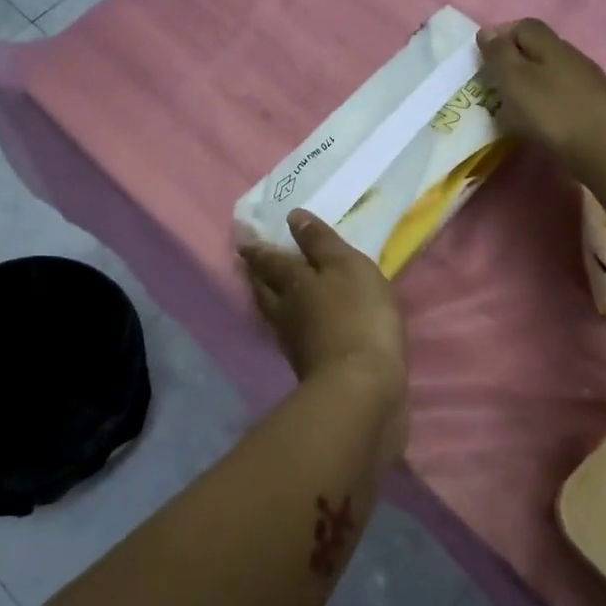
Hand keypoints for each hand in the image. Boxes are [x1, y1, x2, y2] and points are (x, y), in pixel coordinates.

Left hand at [240, 210, 407, 404]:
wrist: (362, 388)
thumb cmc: (357, 316)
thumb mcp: (346, 267)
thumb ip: (320, 243)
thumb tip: (293, 217)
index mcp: (294, 282)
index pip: (270, 260)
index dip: (257, 248)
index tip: (243, 238)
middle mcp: (286, 311)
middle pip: (265, 288)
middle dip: (257, 273)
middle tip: (248, 261)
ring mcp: (295, 343)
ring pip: (274, 313)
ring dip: (268, 299)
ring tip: (268, 289)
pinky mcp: (309, 367)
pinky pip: (292, 336)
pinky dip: (290, 324)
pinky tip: (297, 325)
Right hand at [478, 19, 605, 174]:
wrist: (603, 147)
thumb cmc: (552, 111)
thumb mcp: (515, 80)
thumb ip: (500, 54)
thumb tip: (487, 31)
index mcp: (551, 45)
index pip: (525, 26)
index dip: (503, 35)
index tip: (485, 57)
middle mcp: (572, 56)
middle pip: (541, 48)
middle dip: (517, 60)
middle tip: (497, 83)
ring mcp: (589, 80)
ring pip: (554, 72)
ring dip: (534, 82)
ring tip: (517, 105)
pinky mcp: (597, 105)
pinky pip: (566, 94)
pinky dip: (549, 101)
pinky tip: (543, 120)